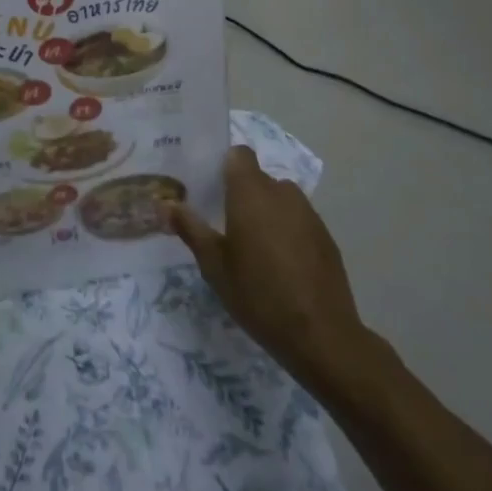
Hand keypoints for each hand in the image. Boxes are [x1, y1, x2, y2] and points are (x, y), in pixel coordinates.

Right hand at [167, 146, 368, 387]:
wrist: (322, 336)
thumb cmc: (258, 294)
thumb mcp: (214, 266)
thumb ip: (190, 228)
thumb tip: (166, 204)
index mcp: (251, 192)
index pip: (238, 154)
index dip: (225, 165)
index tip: (210, 188)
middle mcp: (282, 192)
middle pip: (257, 179)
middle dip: (242, 195)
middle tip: (224, 225)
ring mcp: (309, 214)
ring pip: (280, 200)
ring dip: (266, 213)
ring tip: (253, 249)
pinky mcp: (326, 237)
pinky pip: (298, 221)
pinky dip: (287, 232)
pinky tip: (281, 266)